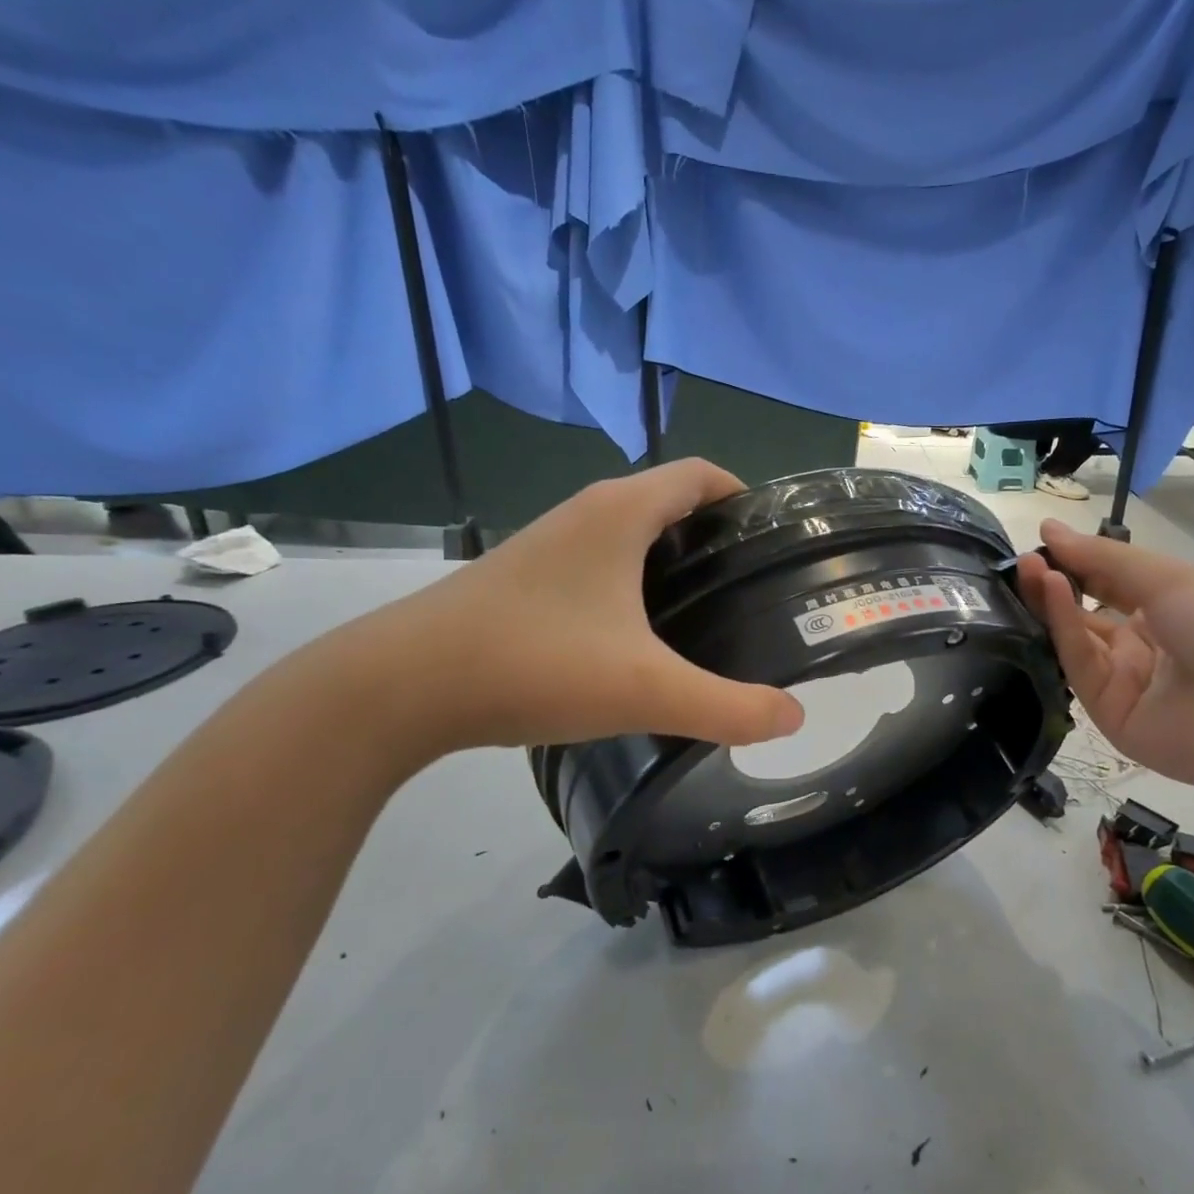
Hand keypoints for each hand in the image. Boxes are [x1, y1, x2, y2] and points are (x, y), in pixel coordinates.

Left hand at [338, 460, 804, 756]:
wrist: (401, 686)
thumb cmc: (533, 664)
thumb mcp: (645, 690)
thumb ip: (728, 707)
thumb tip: (793, 718)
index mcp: (621, 512)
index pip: (701, 475)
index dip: (744, 497)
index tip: (773, 543)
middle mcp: (585, 513)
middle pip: (668, 503)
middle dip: (715, 537)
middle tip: (750, 590)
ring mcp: (547, 544)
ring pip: (629, 535)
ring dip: (670, 562)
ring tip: (704, 616)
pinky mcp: (523, 578)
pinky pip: (597, 564)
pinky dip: (630, 584)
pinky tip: (635, 639)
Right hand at [1015, 518, 1193, 809]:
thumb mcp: (1170, 579)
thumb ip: (1103, 558)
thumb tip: (1048, 528)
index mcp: (1167, 613)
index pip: (1109, 586)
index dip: (1077, 564)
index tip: (1043, 542)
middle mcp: (1142, 646)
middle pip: (1085, 614)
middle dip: (1056, 584)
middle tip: (1024, 560)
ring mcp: (1125, 682)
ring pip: (1076, 639)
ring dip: (1052, 603)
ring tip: (1029, 569)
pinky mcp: (1108, 713)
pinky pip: (1080, 665)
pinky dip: (1063, 628)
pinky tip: (1051, 590)